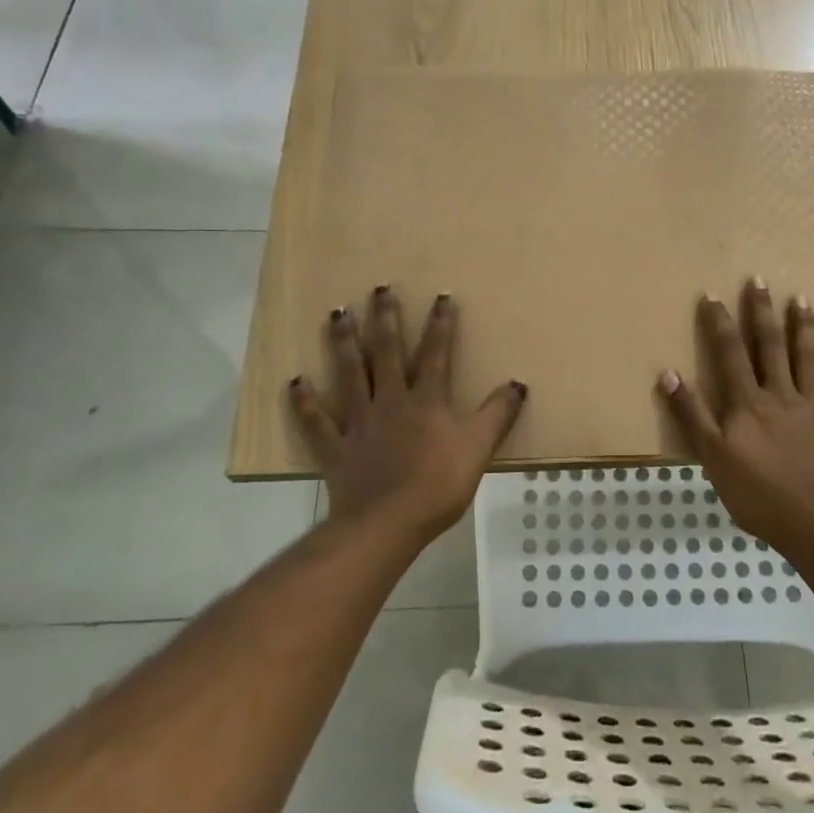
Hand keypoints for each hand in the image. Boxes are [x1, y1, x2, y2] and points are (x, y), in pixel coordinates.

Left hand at [289, 287, 526, 541]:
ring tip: (338, 313)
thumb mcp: (479, 448)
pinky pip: (317, 421)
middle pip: (387, 353)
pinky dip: (305, 402)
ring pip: (350, 374)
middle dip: (386, 319)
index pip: (437, 353)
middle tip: (379, 289)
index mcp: (426, 400)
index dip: (441, 324)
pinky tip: (295, 381)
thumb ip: (498, 414)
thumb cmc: (438, 484)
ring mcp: (359, 422)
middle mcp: (390, 401)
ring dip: (344, 343)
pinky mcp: (336, 447)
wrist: (388, 523)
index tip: (441, 296)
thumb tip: (518, 383)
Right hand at [658, 278, 813, 550]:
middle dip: (762, 312)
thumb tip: (669, 373)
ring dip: (803, 328)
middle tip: (760, 280)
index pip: (730, 353)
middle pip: (770, 346)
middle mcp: (781, 395)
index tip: (713, 294)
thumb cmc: (757, 494)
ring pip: (807, 359)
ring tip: (801, 300)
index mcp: (748, 402)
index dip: (720, 323)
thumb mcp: (712, 457)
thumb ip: (692, 414)